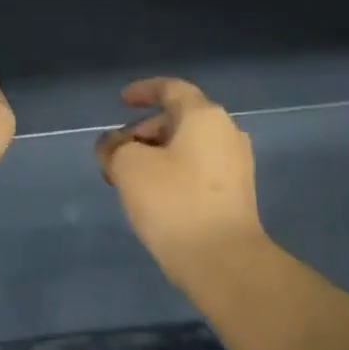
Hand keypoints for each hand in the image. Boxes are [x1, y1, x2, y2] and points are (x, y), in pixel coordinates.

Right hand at [95, 78, 266, 273]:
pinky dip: (173, 173)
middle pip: (179, 119)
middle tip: (116, 154)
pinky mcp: (236, 194)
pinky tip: (153, 198)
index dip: (143, 91)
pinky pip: (198, 170)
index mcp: (205, 116)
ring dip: (156, 155)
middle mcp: (227, 133)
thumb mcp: (129, 167)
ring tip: (128, 180)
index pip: (171, 89)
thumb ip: (114, 147)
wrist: (223, 260)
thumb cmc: (174, 202)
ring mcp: (236, 165)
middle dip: (143, 131)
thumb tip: (113, 145)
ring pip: (188, 147)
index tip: (121, 101)